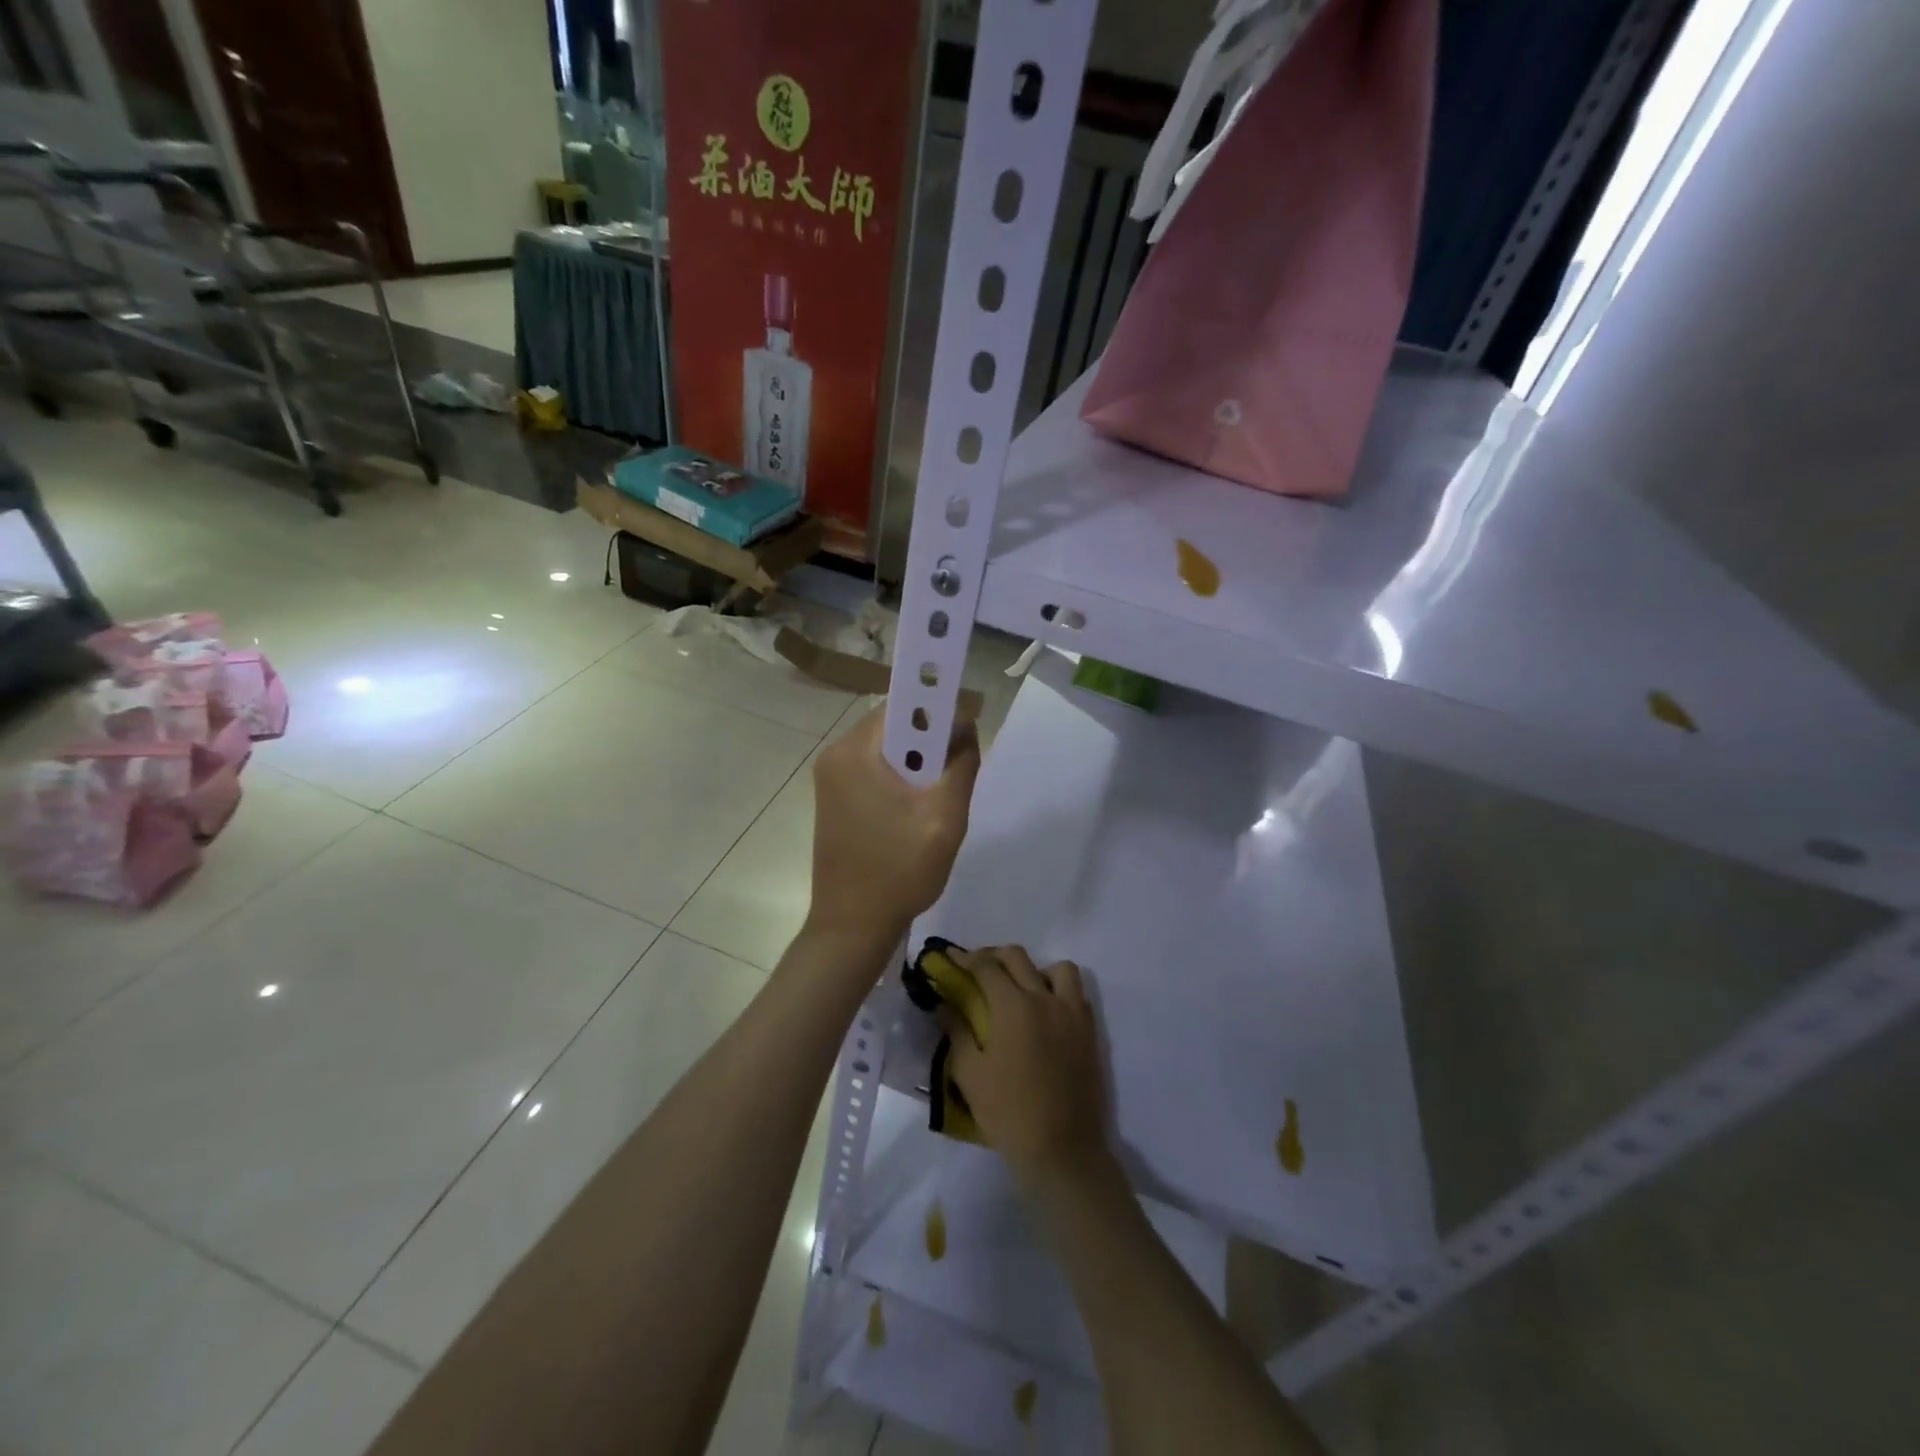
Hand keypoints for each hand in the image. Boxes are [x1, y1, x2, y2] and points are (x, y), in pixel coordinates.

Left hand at [807, 702, 980, 946]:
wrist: (851, 925)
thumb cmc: (899, 870)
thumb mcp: (944, 817)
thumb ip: (961, 764)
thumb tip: (966, 727)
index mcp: (856, 751)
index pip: (904, 704)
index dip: (940, 706)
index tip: (968, 724)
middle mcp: (837, 755)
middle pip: (894, 725)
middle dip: (931, 738)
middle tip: (956, 769)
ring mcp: (831, 778)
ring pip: (886, 748)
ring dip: (917, 760)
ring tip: (939, 794)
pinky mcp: (834, 798)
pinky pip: (874, 769)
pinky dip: (900, 777)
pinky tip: (916, 807)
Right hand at [944, 946, 1110, 1186]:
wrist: (1061, 1149)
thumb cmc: (1008, 1113)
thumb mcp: (970, 1074)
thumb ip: (958, 1032)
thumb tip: (947, 1005)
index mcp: (1013, 1006)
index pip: (986, 967)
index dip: (965, 958)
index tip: (951, 957)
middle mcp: (1045, 999)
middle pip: (1018, 957)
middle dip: (994, 956)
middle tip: (978, 969)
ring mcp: (1072, 1013)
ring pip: (1058, 968)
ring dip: (1036, 970)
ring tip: (1021, 988)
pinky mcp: (1089, 1031)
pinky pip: (1076, 994)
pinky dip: (1059, 990)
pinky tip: (1046, 1011)